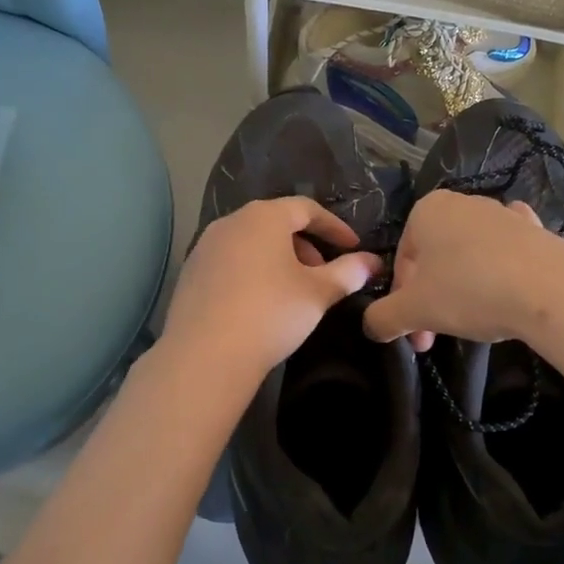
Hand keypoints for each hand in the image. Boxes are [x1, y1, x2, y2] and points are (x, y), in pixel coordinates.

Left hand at [160, 197, 382, 382]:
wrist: (205, 355)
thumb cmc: (271, 313)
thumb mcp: (318, 293)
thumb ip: (348, 272)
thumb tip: (372, 262)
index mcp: (264, 217)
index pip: (307, 208)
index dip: (334, 227)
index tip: (354, 248)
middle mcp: (231, 222)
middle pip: (276, 223)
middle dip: (305, 245)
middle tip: (323, 273)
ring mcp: (205, 246)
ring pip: (252, 242)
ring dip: (278, 259)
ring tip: (294, 290)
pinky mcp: (190, 273)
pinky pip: (230, 262)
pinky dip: (252, 272)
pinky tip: (260, 303)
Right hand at [363, 190, 563, 351]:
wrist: (550, 289)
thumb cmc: (469, 291)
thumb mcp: (414, 311)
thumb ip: (382, 318)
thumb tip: (371, 327)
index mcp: (426, 210)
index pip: (402, 260)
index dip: (402, 301)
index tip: (415, 334)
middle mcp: (462, 202)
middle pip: (435, 258)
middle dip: (431, 298)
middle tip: (437, 336)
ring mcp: (502, 213)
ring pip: (469, 254)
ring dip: (463, 287)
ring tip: (475, 321)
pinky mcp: (536, 229)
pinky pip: (507, 250)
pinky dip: (501, 267)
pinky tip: (508, 287)